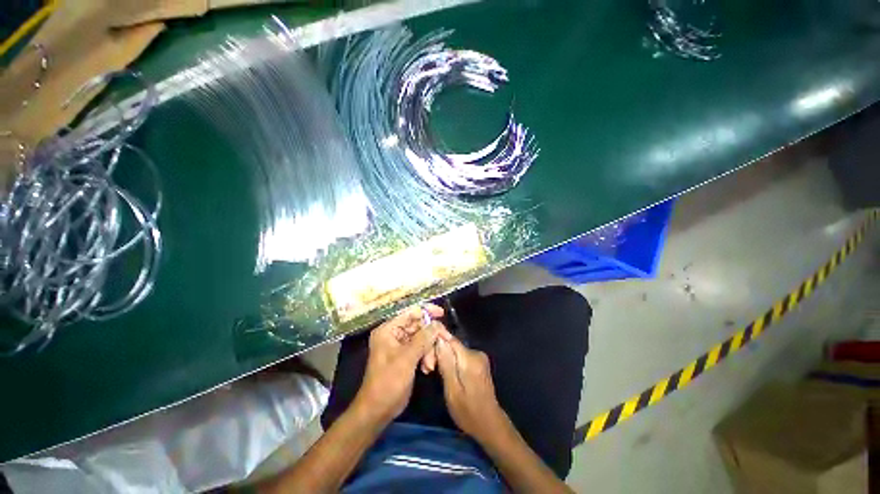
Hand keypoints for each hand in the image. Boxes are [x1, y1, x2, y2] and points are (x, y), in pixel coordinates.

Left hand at [353, 304, 444, 424]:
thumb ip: (423, 339)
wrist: (378, 410)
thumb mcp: (407, 359)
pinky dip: (426, 356)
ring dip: (429, 349)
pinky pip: (421, 348)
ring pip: (422, 337)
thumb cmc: (388, 382)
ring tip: (430, 365)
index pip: (409, 312)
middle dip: (430, 336)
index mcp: (388, 330)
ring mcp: (400, 345)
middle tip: (443, 341)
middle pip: (418, 325)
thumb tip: (437, 324)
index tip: (441, 313)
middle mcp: (394, 334)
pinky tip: (427, 368)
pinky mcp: (406, 355)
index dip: (426, 311)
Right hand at [435, 333, 509, 442]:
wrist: (489, 424)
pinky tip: (446, 374)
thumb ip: (446, 364)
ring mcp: (479, 357)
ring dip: (444, 358)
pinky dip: (452, 362)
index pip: (449, 339)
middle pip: (452, 344)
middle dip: (439, 353)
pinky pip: (460, 356)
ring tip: (433, 372)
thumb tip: (439, 340)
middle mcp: (476, 353)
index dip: (436, 343)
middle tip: (428, 369)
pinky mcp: (479, 362)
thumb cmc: (468, 412)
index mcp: (470, 358)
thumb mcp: (452, 391)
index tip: (426, 355)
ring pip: (455, 350)